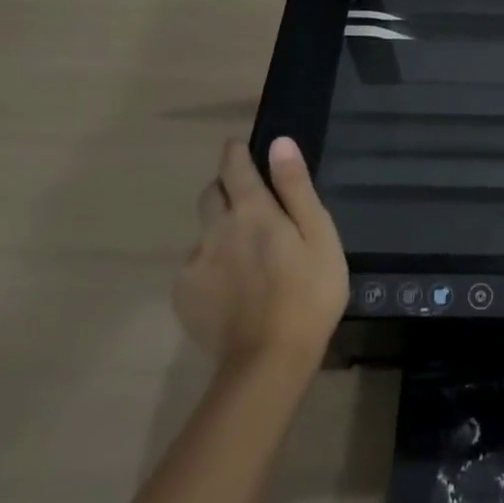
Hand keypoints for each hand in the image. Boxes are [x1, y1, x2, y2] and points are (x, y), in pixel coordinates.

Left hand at [174, 137, 348, 371]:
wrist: (270, 359)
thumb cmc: (310, 291)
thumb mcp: (318, 234)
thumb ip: (296, 187)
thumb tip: (279, 143)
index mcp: (252, 211)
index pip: (234, 166)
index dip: (237, 152)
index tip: (242, 148)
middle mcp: (216, 229)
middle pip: (210, 194)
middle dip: (225, 187)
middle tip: (249, 200)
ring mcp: (195, 263)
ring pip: (204, 232)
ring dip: (220, 230)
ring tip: (246, 254)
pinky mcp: (184, 295)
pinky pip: (196, 266)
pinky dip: (212, 265)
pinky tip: (233, 286)